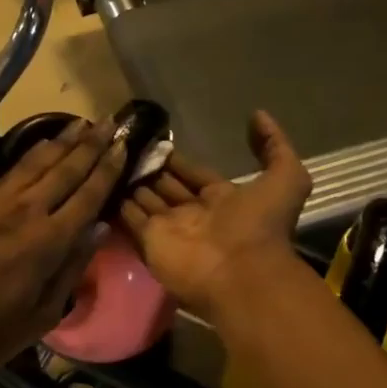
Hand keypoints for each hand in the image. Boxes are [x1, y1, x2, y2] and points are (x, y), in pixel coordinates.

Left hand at [0, 119, 126, 387]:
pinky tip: (43, 146)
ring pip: (37, 162)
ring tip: (83, 124)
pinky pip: (11, 171)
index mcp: (48, 241)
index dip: (108, 169)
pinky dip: (33, 155)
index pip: (88, 195)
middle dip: (91, 145)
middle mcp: (25, 211)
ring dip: (63, 141)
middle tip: (112, 123)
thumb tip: (99, 229)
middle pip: (66, 169)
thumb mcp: (43, 315)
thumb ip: (72, 268)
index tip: (124, 146)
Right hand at [118, 111, 310, 319]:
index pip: (193, 174)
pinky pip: (129, 218)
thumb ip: (274, 145)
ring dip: (130, 183)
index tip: (158, 142)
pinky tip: (100, 182)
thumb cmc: (261, 226)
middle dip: (150, 170)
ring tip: (107, 160)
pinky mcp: (149, 241)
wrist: (241, 273)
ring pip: (145, 200)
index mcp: (222, 198)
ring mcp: (169, 228)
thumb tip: (258, 115)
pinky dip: (116, 204)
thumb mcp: (286, 178)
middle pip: (166, 186)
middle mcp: (192, 213)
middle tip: (126, 148)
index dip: (177, 161)